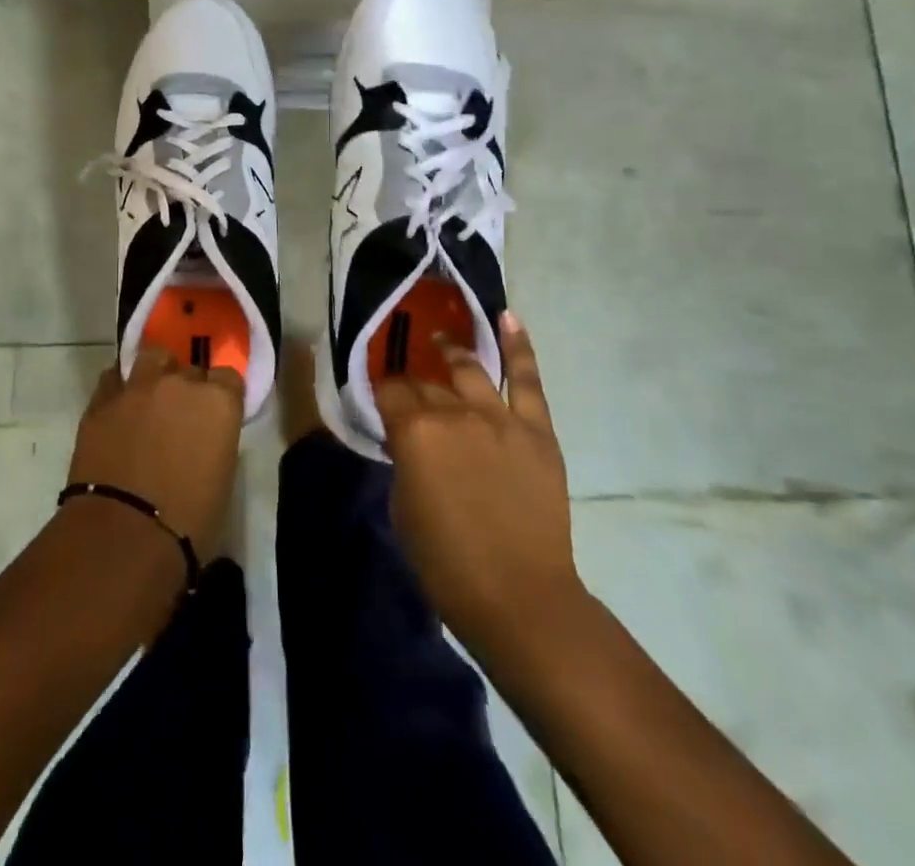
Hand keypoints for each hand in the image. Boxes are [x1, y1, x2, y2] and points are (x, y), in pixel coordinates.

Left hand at [67, 347, 244, 561]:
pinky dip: (120, 390)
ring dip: (154, 374)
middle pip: (189, 369)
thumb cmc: (188, 523)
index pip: (229, 377)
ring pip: (151, 359)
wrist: (123, 537)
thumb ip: (215, 441)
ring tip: (149, 399)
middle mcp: (180, 383)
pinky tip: (119, 410)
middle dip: (188, 387)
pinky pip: (115, 380)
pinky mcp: (101, 401)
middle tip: (181, 417)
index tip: (216, 415)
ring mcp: (137, 388)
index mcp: (218, 402)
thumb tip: (203, 438)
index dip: (222, 395)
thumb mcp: (221, 478)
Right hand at [376, 311, 584, 658]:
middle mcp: (454, 412)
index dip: (381, 389)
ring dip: (453, 353)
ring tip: (444, 342)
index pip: (389, 390)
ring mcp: (499, 417)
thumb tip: (408, 438)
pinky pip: (526, 378)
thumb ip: (404, 459)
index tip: (378, 391)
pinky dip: (517, 346)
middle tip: (409, 385)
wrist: (520, 597)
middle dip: (414, 382)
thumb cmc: (446, 562)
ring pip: (470, 369)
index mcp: (414, 431)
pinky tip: (506, 317)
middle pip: (427, 382)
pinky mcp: (536, 430)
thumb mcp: (402, 506)